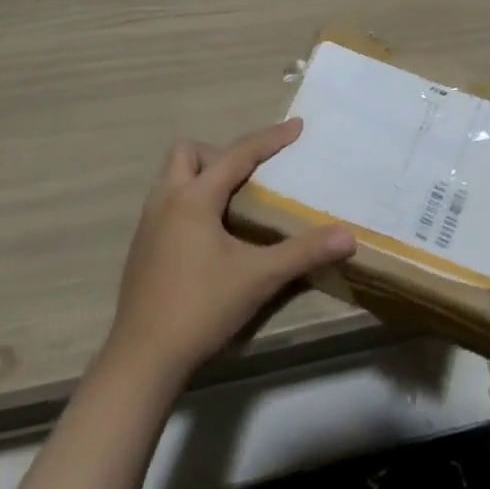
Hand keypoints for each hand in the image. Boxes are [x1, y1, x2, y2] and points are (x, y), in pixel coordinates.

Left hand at [102, 120, 355, 384]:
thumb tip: (348, 236)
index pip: (237, 154)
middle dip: (219, 154)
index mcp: (194, 199)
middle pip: (188, 153)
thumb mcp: (259, 277)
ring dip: (201, 177)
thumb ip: (304, 252)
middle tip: (247, 178)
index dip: (270, 139)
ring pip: (172, 177)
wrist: (142, 361)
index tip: (297, 126)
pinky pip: (166, 203)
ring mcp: (148, 225)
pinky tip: (209, 237)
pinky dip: (189, 202)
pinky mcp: (141, 249)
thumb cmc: (201, 309)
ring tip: (231, 203)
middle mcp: (166, 201)